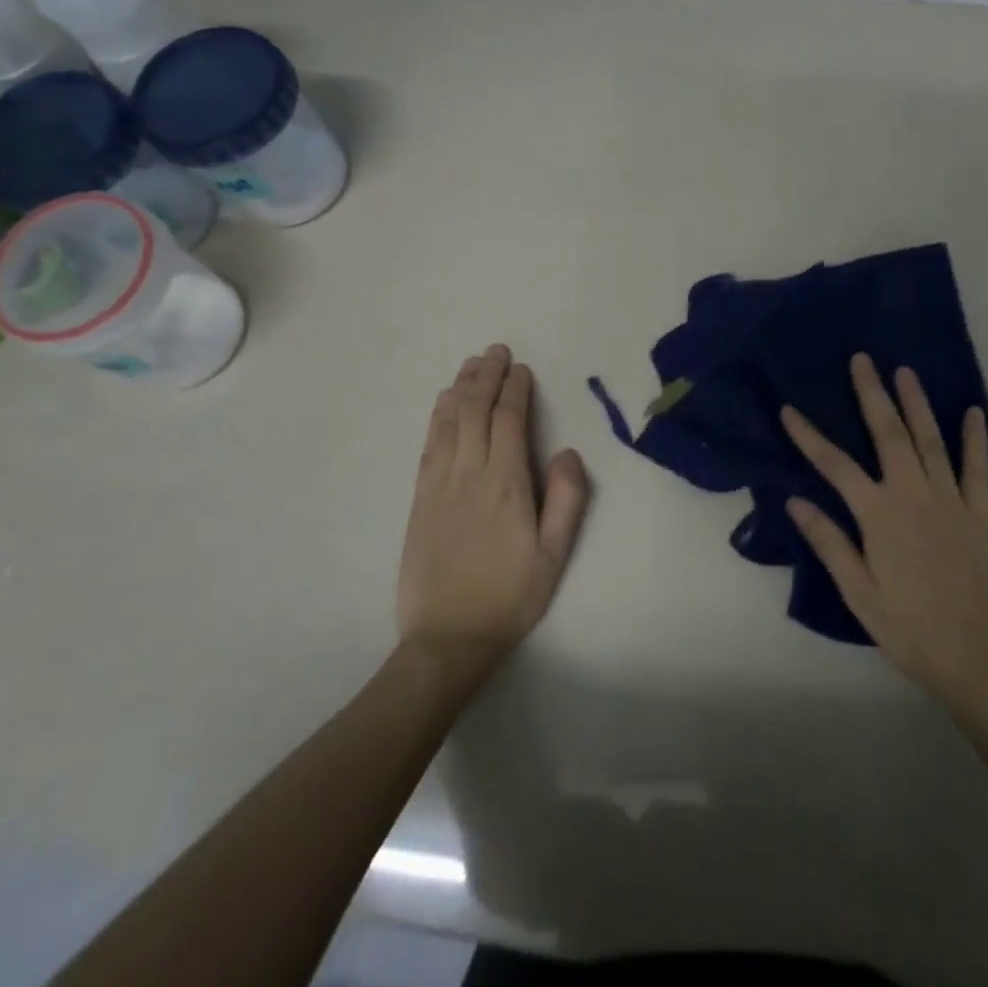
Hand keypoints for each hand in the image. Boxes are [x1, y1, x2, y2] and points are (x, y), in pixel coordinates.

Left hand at [397, 345, 589, 664]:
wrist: (447, 637)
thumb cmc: (510, 596)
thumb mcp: (554, 555)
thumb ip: (566, 500)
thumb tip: (568, 452)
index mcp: (505, 484)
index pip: (509, 421)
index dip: (514, 390)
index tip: (520, 368)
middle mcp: (468, 474)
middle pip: (475, 411)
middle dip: (486, 376)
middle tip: (495, 350)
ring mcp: (438, 484)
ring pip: (448, 422)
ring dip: (460, 388)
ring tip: (471, 364)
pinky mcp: (419, 498)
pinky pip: (429, 444)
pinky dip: (438, 416)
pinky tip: (443, 404)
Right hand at [781, 353, 987, 712]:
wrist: (979, 657)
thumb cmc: (909, 629)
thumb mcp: (858, 592)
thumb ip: (829, 542)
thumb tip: (796, 500)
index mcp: (879, 515)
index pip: (834, 465)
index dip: (809, 435)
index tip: (790, 409)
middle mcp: (914, 495)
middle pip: (889, 434)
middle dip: (873, 394)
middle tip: (863, 360)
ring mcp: (952, 501)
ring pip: (931, 441)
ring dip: (917, 404)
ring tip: (906, 372)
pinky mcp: (981, 514)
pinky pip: (978, 469)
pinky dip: (976, 439)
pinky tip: (974, 413)